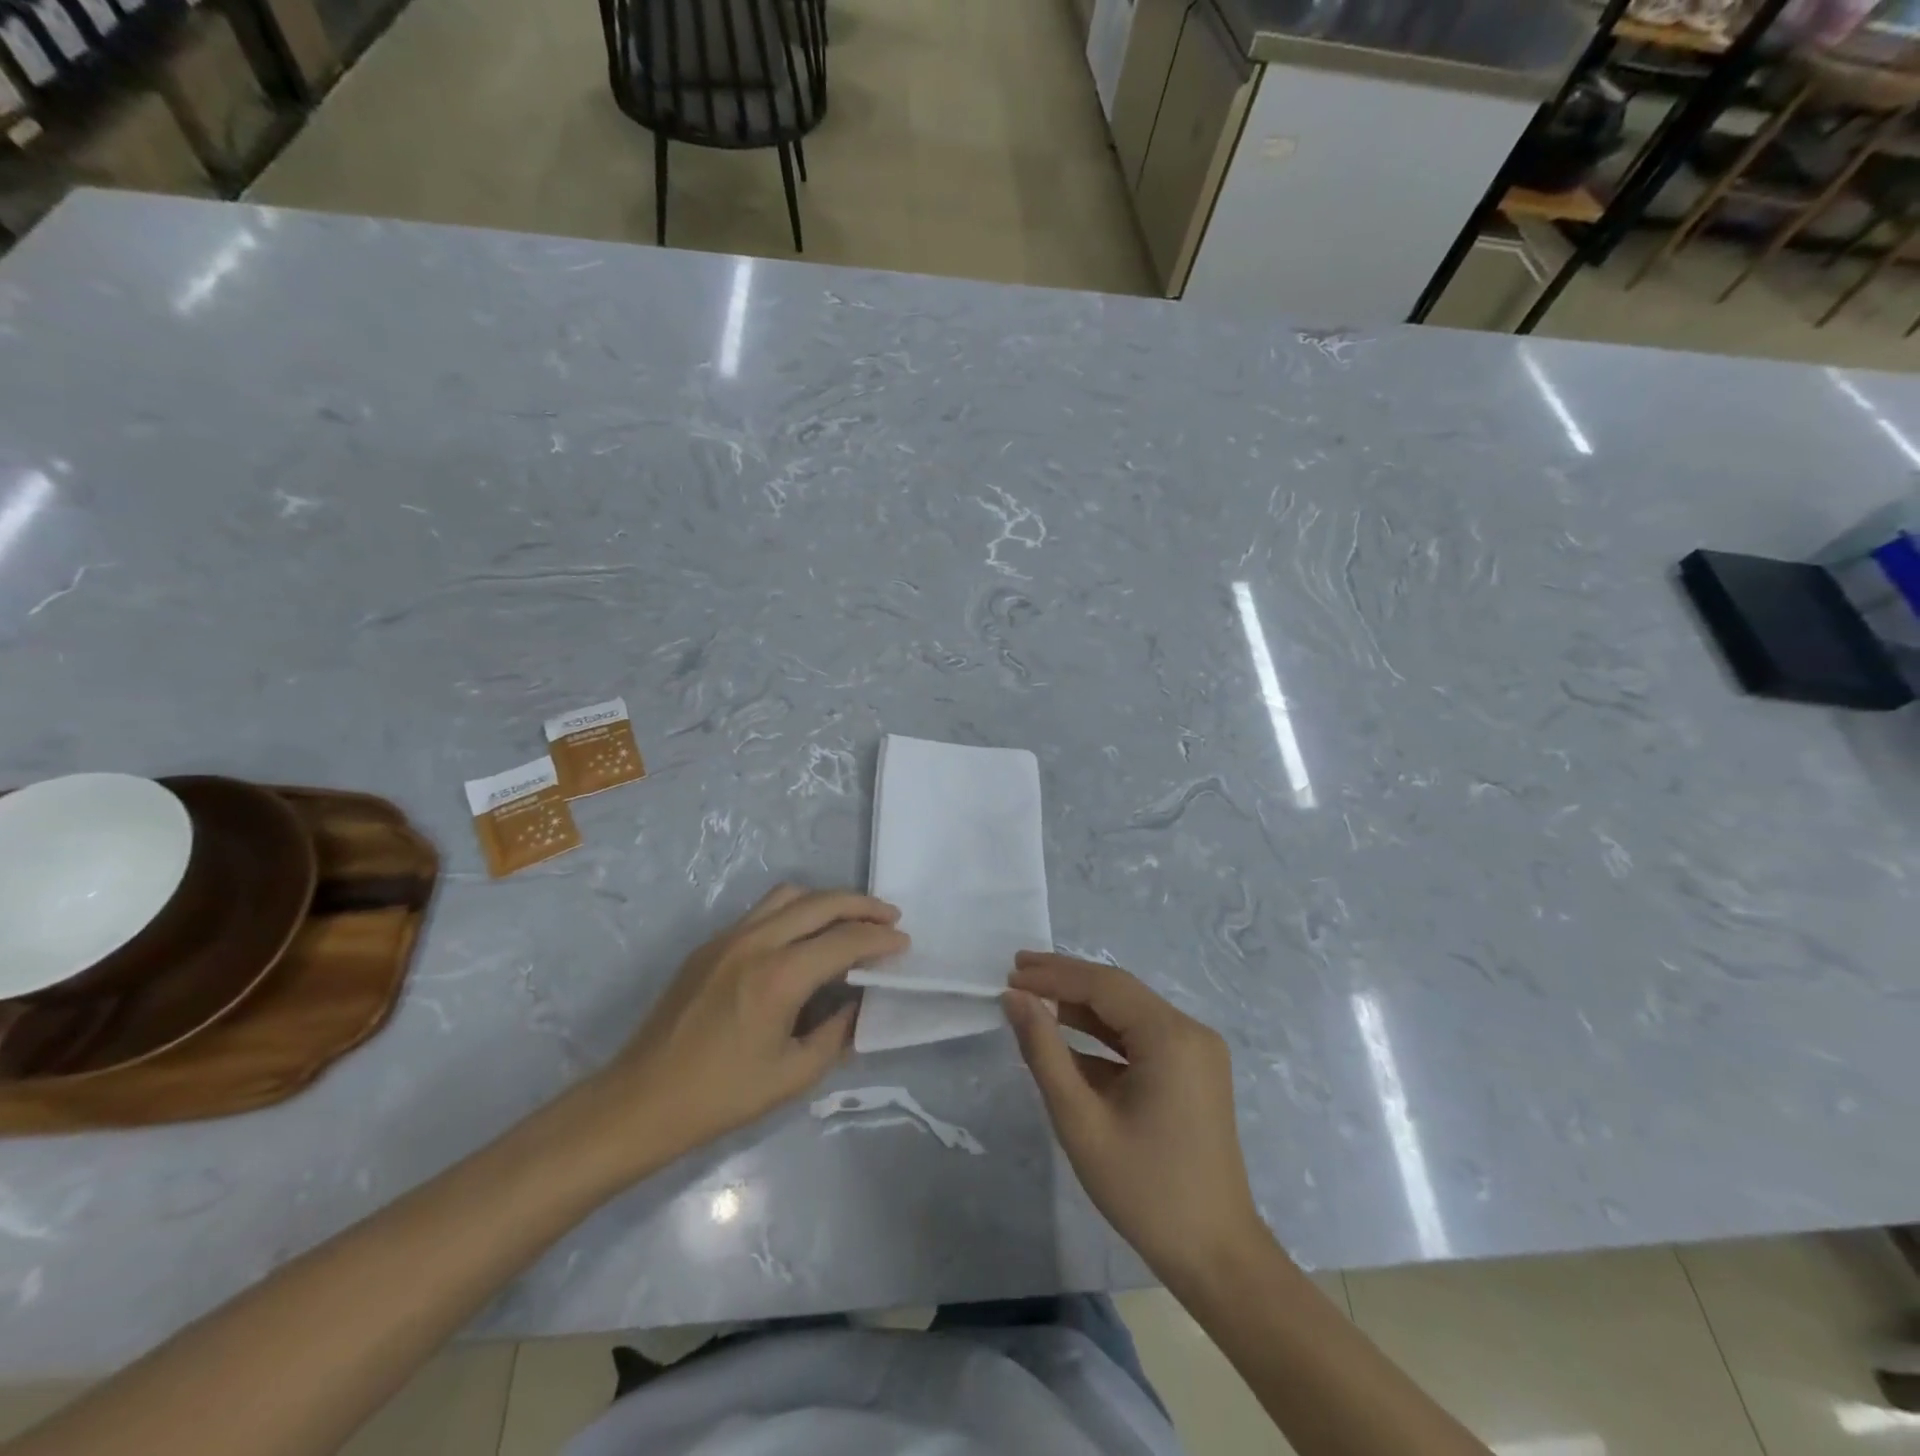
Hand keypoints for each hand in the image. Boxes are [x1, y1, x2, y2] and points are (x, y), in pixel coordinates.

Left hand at [588, 885, 906, 1171]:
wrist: (640, 1101)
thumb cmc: (721, 1097)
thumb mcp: (793, 1076)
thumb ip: (836, 1034)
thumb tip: (858, 1003)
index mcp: (778, 977)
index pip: (844, 940)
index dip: (880, 939)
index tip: (904, 943)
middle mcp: (755, 942)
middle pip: (821, 902)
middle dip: (862, 905)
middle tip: (890, 918)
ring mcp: (728, 938)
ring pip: (789, 895)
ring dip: (827, 901)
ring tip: (851, 919)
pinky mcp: (710, 945)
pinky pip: (764, 911)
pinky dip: (796, 911)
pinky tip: (806, 937)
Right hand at [1003, 952, 1265, 1282]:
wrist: (1216, 1257)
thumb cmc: (1145, 1191)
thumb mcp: (1081, 1121)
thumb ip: (1045, 1052)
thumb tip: (1015, 1000)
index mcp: (1171, 1037)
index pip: (1104, 985)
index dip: (1054, 975)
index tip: (1010, 973)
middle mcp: (1189, 1031)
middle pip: (1118, 991)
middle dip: (1066, 982)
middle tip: (1017, 973)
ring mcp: (1196, 1051)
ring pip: (1129, 1013)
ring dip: (1082, 1006)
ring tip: (1033, 998)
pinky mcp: (1193, 1071)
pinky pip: (1142, 1038)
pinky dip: (1103, 1036)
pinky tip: (1067, 1038)